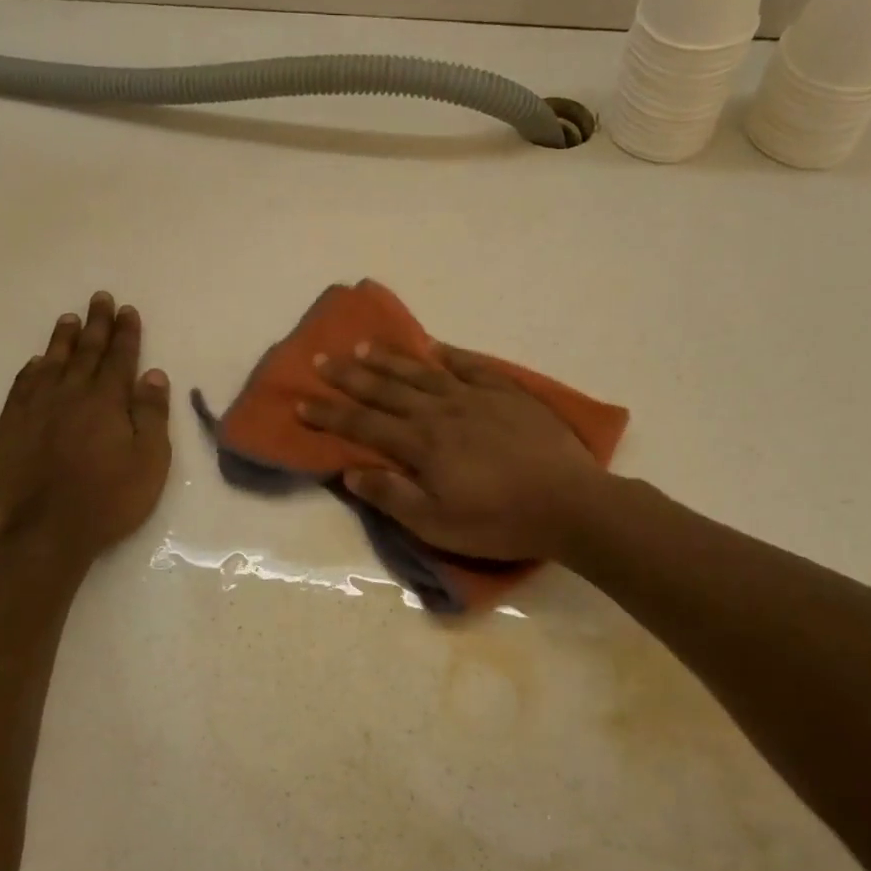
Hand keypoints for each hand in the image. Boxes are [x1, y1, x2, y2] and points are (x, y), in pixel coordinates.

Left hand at [0, 292, 171, 553]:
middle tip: (100, 299)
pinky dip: (31, 371)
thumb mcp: (149, 460)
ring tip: (69, 320)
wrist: (47, 531)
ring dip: (62, 340)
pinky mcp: (11, 428)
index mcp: (106, 401)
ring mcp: (36, 410)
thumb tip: (153, 375)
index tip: (127, 310)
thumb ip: (151, 414)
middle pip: (86, 352)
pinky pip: (21, 387)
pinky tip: (35, 363)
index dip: (126, 333)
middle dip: (96, 324)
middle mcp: (70, 395)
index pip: (120, 358)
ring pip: (51, 364)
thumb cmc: (110, 498)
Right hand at [299, 344, 605, 560]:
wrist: (569, 503)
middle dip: (350, 376)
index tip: (300, 401)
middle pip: (386, 389)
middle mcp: (441, 411)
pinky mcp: (508, 394)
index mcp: (421, 444)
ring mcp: (476, 398)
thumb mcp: (437, 524)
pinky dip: (450, 355)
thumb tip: (351, 471)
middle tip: (322, 359)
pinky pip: (472, 366)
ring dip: (390, 360)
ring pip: (423, 372)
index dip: (329, 414)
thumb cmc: (499, 521)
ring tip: (364, 346)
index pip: (363, 424)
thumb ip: (392, 496)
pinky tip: (435, 348)